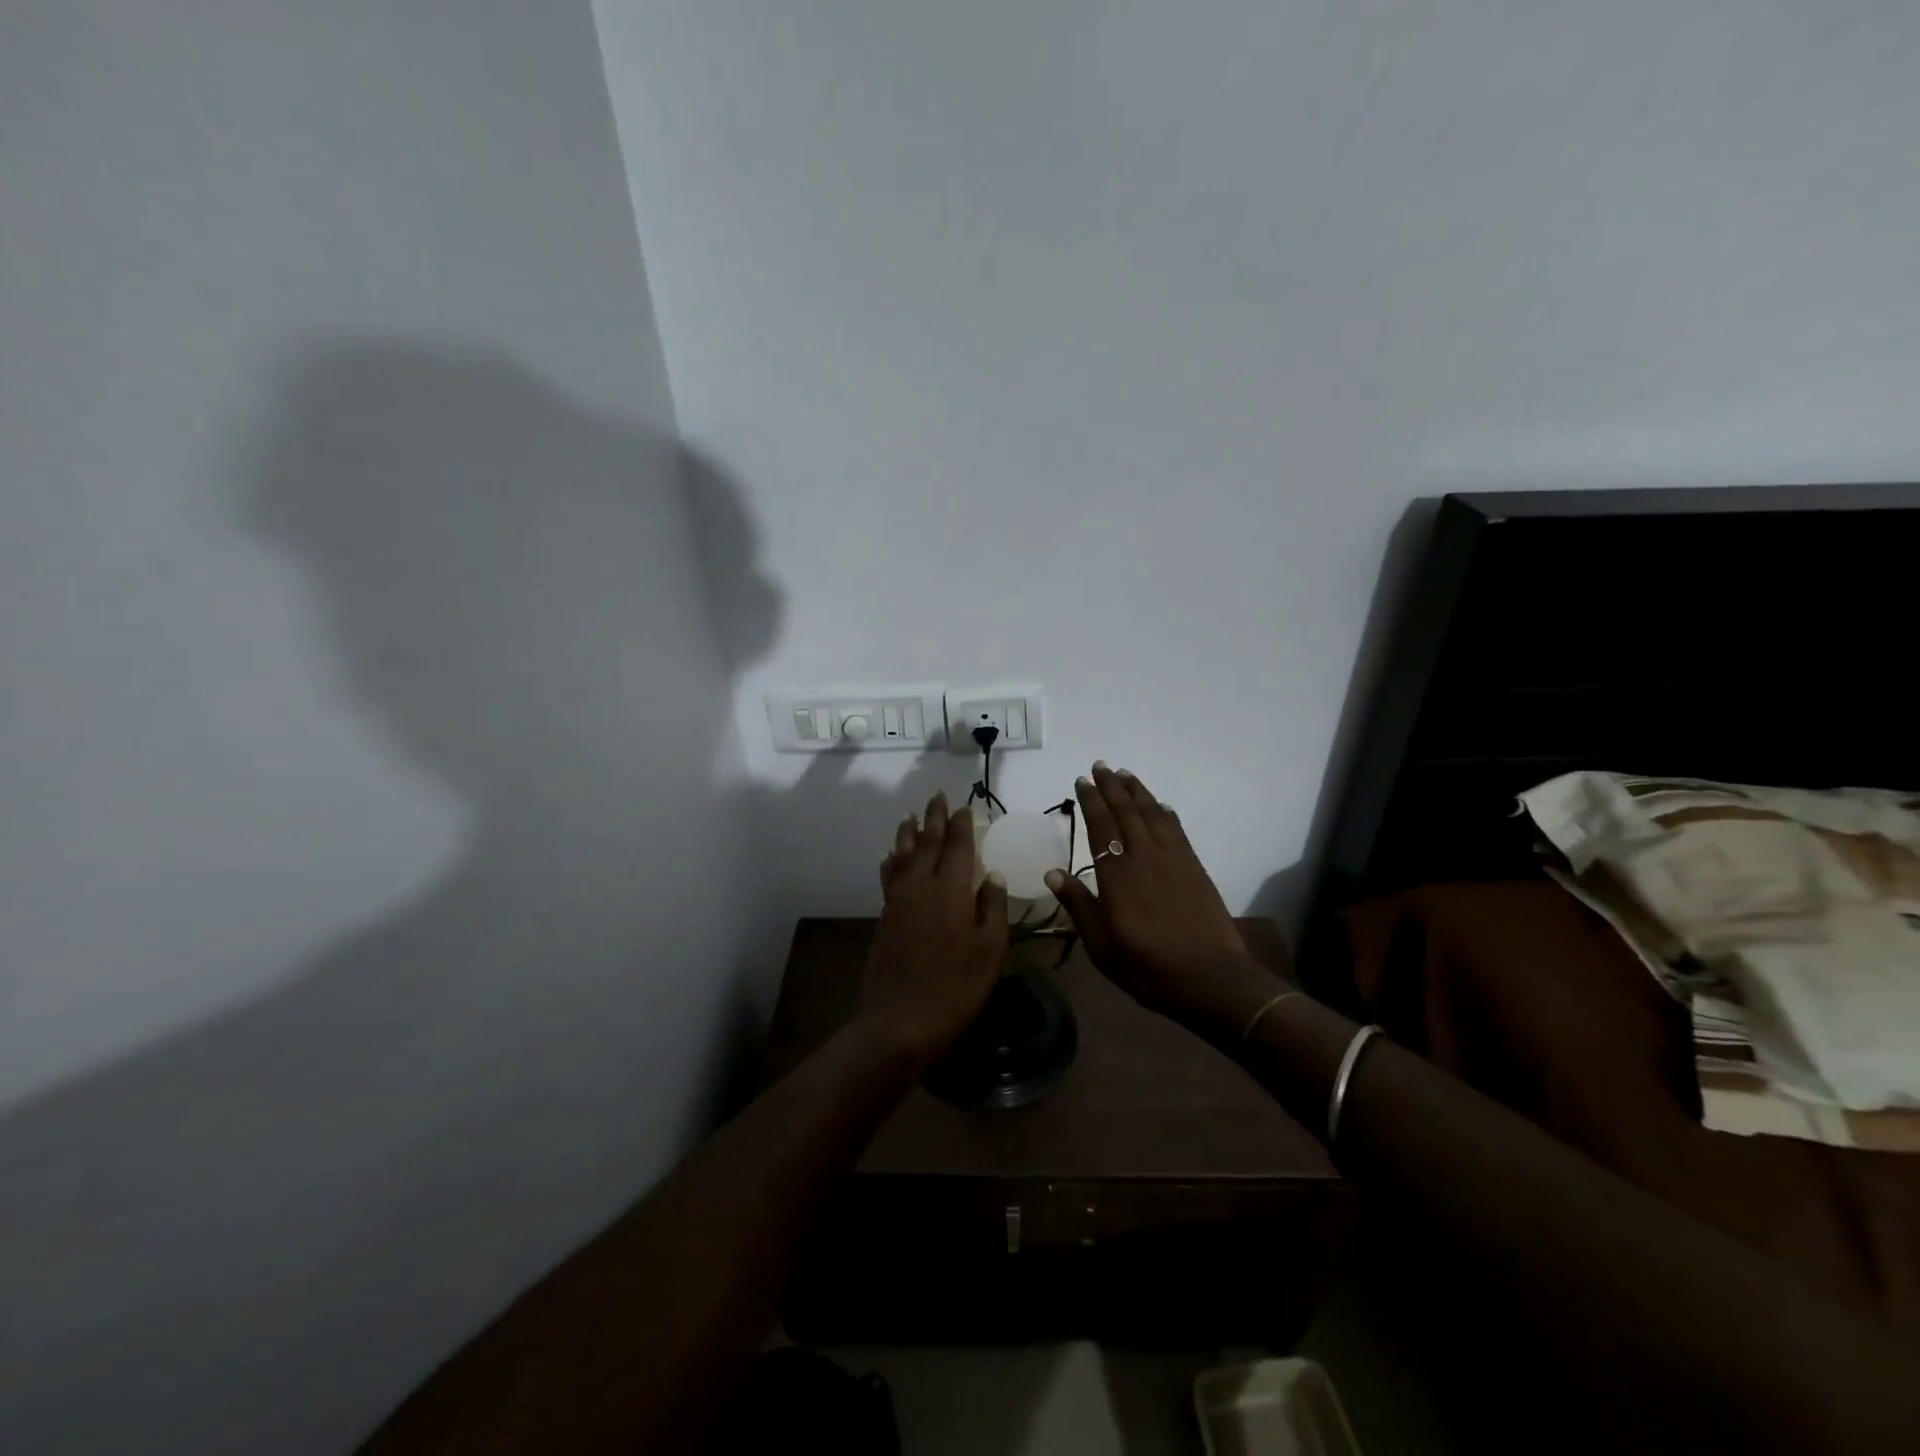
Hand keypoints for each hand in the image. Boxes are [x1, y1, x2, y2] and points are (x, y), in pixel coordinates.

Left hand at [857, 792, 1009, 1071]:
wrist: (899, 1021)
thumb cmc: (955, 988)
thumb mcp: (989, 951)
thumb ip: (992, 908)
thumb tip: (991, 875)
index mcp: (951, 890)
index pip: (957, 846)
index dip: (962, 824)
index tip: (965, 806)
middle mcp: (921, 885)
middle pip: (927, 842)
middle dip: (933, 818)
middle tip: (937, 796)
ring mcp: (899, 900)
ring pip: (903, 855)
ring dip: (909, 833)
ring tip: (911, 816)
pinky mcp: (885, 916)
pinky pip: (889, 876)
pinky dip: (892, 861)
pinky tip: (891, 856)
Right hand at [1045, 763, 1277, 1039]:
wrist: (1211, 979)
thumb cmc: (1148, 968)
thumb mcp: (1102, 946)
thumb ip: (1079, 906)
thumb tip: (1052, 872)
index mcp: (1117, 876)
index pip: (1100, 826)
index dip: (1091, 801)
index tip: (1082, 780)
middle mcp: (1144, 857)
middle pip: (1126, 812)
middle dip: (1112, 786)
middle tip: (1100, 765)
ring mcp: (1173, 860)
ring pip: (1153, 814)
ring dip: (1138, 791)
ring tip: (1125, 774)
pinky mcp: (1195, 867)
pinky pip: (1177, 830)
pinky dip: (1166, 813)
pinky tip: (1161, 805)